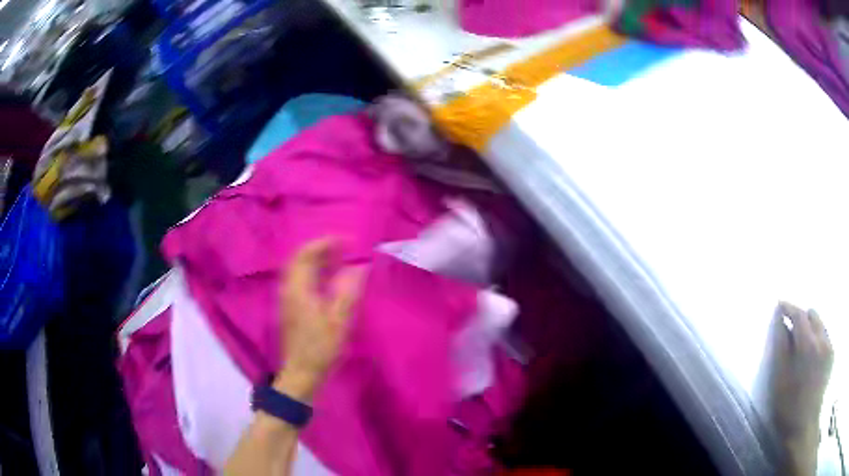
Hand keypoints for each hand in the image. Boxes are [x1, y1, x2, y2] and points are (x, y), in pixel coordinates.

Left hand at [274, 238, 363, 402]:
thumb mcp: (339, 321)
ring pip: (298, 269)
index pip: (306, 254)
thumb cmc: (321, 348)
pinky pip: (299, 280)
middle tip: (344, 247)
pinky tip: (327, 279)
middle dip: (321, 248)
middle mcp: (288, 289)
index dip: (325, 243)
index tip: (347, 240)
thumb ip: (348, 292)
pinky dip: (313, 272)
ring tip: (338, 258)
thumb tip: (359, 267)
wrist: (301, 374)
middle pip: (299, 259)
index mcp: (298, 289)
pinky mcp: (290, 308)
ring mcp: (287, 299)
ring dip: (316, 259)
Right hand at [764, 302, 832, 474]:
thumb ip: (780, 348)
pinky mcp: (832, 355)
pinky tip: (812, 359)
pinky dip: (818, 340)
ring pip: (820, 324)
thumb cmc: (788, 408)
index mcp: (807, 344)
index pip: (799, 314)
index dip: (788, 307)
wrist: (804, 427)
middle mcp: (821, 339)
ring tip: (802, 347)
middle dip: (802, 318)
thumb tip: (780, 321)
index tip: (779, 305)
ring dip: (811, 329)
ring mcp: (829, 346)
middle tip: (791, 331)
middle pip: (812, 314)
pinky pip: (825, 337)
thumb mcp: (779, 381)